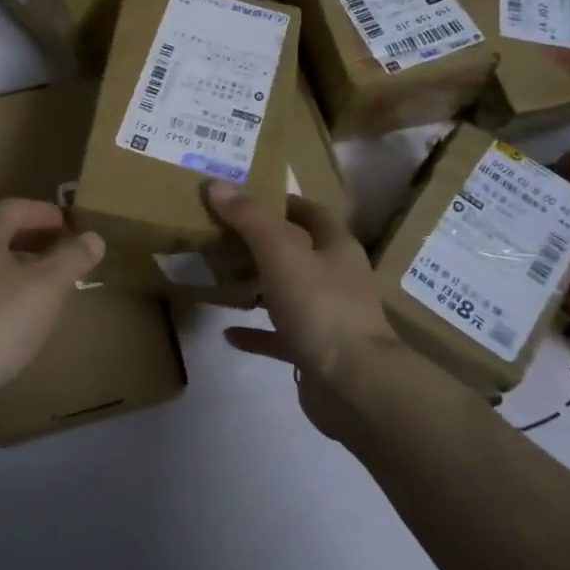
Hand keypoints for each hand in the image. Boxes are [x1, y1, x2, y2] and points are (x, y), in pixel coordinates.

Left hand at [0, 198, 104, 401]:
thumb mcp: (46, 286)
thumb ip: (72, 258)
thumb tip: (93, 237)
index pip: (17, 207)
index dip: (48, 213)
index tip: (76, 227)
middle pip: (2, 233)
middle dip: (38, 239)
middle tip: (69, 253)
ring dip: (23, 267)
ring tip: (54, 284)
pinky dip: (8, 292)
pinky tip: (25, 316)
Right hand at [205, 181, 407, 438]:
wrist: (353, 385)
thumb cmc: (320, 306)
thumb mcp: (280, 252)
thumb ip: (249, 218)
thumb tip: (217, 184)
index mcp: (337, 247)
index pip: (310, 212)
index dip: (280, 202)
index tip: (242, 198)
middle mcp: (337, 278)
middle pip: (298, 252)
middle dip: (262, 244)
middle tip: (221, 236)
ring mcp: (327, 317)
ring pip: (288, 292)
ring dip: (258, 286)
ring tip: (221, 277)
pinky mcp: (314, 351)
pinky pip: (279, 336)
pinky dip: (255, 332)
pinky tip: (228, 332)